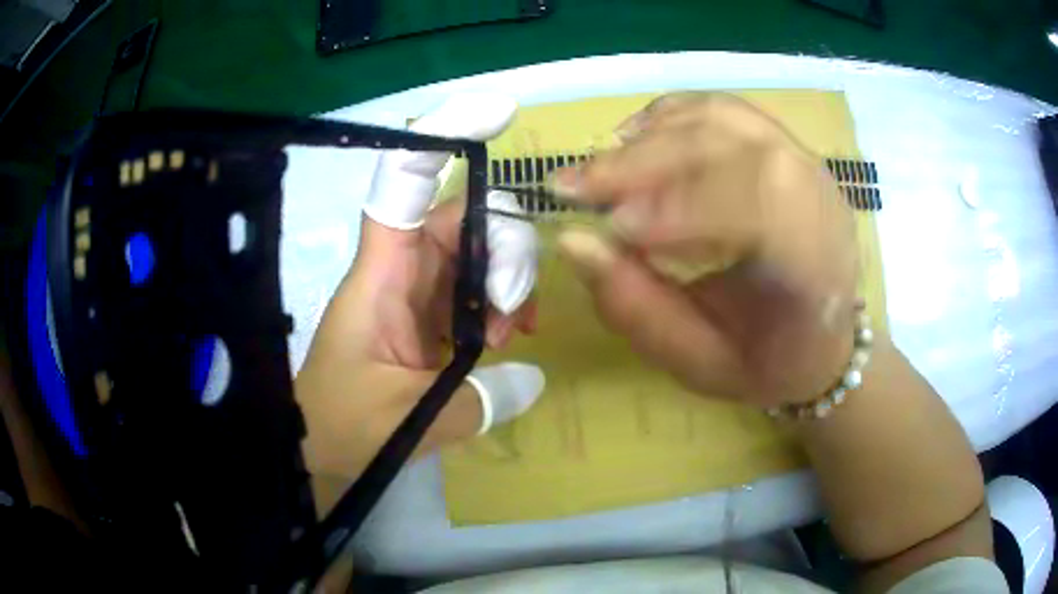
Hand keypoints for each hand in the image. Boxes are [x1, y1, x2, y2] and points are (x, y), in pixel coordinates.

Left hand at [296, 95, 544, 495]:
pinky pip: (475, 290)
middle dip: (504, 250)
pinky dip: (501, 306)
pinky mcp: (429, 319)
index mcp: (380, 276)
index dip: (441, 139)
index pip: (401, 184)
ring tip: (511, 334)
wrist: (317, 450)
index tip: (494, 113)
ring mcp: (417, 294)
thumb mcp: (409, 421)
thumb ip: (477, 400)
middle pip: (461, 217)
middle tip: (512, 311)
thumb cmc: (342, 428)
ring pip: (475, 253)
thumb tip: (534, 377)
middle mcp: (399, 270)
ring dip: (508, 283)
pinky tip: (510, 338)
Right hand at [555, 93, 858, 406]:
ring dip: (649, 136)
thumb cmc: (766, 363)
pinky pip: (722, 110)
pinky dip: (669, 117)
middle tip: (571, 187)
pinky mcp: (784, 145)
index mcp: (815, 269)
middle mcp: (819, 199)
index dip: (681, 206)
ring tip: (599, 169)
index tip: (610, 227)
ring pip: (720, 117)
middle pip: (731, 146)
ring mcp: (804, 163)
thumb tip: (572, 241)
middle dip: (645, 162)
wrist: (820, 341)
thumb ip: (637, 307)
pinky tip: (633, 141)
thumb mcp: (700, 362)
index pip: (758, 206)